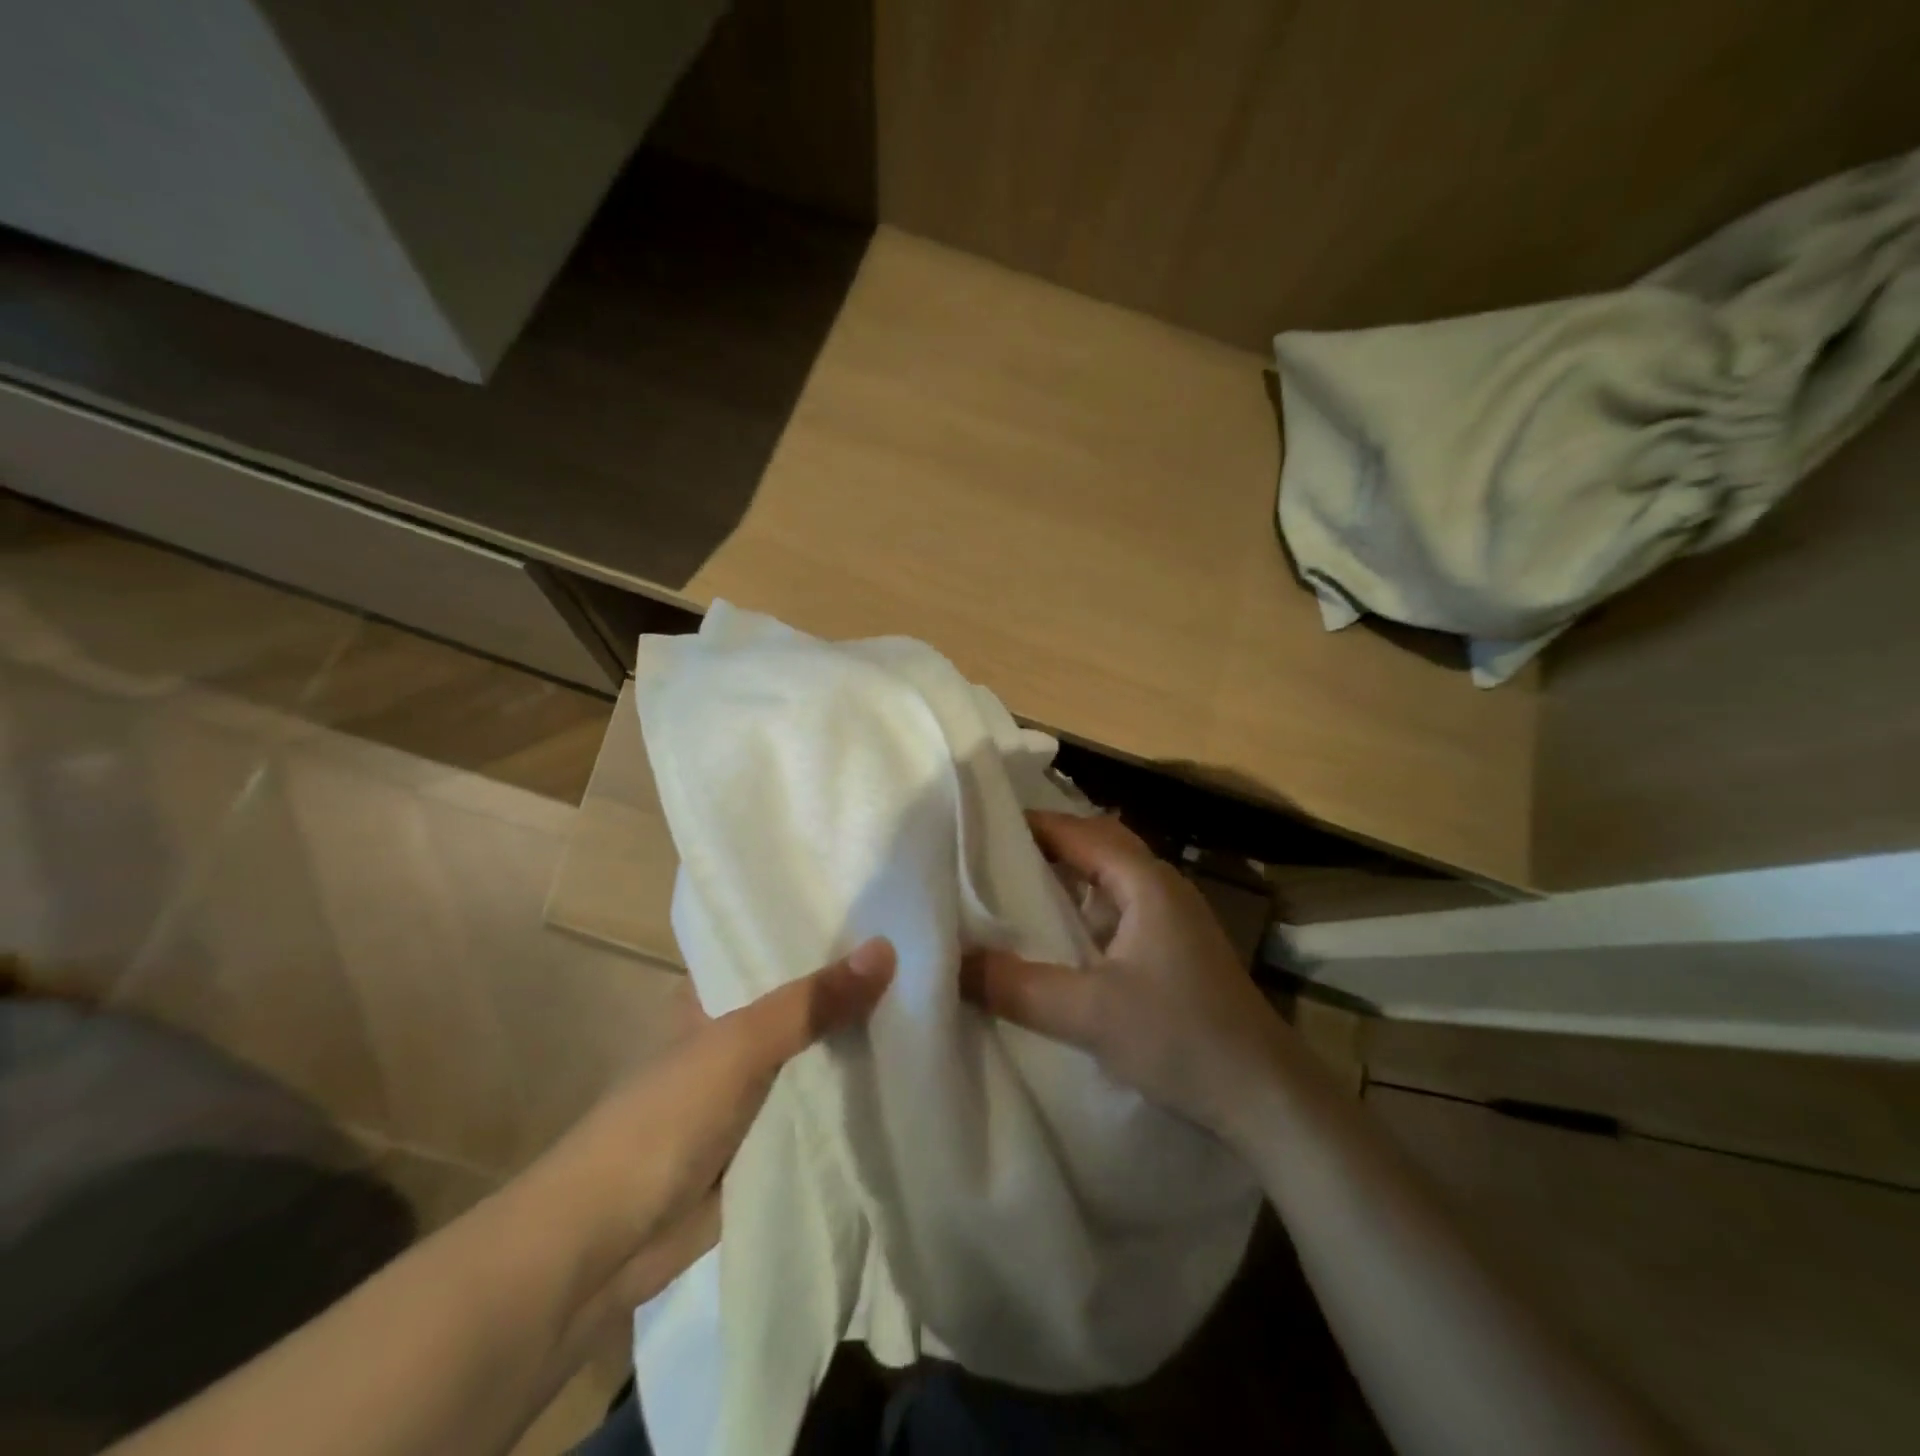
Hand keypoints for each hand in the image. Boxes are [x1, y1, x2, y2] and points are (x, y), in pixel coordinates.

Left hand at [526, 938, 895, 1332]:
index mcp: (712, 997)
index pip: (777, 950)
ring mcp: (748, 1093)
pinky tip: (905, 1078)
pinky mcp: (763, 1143)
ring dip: (857, 1044)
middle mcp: (732, 1037)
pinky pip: (816, 1110)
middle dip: (854, 991)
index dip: (828, 934)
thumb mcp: (741, 1046)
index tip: (890, 914)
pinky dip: (850, 1098)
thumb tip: (888, 947)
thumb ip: (813, 1002)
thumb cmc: (663, 1120)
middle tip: (925, 963)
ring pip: (814, 1057)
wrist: (603, 1246)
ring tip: (931, 1010)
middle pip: (804, 1004)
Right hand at [962, 813, 1286, 1144]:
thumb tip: (953, 963)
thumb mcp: (1089, 1014)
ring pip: (1110, 878)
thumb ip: (1017, 986)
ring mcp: (1173, 918)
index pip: (1079, 831)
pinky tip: (1059, 938)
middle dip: (1047, 845)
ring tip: (1014, 890)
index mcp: (1145, 882)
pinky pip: (1119, 909)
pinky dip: (1084, 909)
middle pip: (1097, 845)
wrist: (1266, 1096)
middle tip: (991, 857)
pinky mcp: (1175, 949)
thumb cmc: (1181, 1038)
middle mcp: (1162, 887)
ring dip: (1067, 877)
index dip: (1030, 825)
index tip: (978, 829)